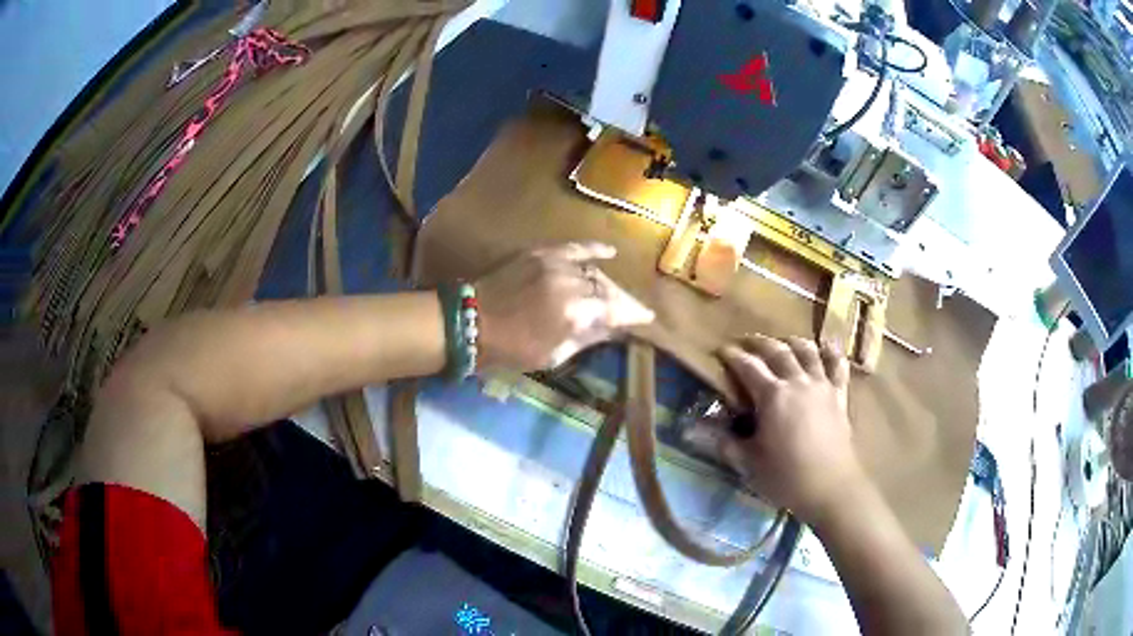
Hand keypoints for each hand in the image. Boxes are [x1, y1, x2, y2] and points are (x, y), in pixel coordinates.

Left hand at [474, 242, 654, 371]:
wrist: (470, 321)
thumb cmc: (511, 349)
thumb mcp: (553, 355)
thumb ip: (587, 338)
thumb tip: (613, 328)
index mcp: (575, 313)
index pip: (617, 309)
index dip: (634, 314)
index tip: (646, 318)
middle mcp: (571, 284)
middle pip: (607, 288)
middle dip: (621, 300)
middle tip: (628, 310)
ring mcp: (555, 264)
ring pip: (593, 271)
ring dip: (606, 282)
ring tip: (613, 292)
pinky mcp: (541, 254)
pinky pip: (574, 247)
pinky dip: (593, 249)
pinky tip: (609, 251)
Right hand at [694, 334, 868, 526]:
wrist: (831, 487)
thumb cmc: (786, 477)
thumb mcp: (748, 463)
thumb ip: (722, 442)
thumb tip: (690, 428)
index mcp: (772, 396)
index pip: (747, 366)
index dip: (732, 355)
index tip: (720, 350)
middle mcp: (797, 382)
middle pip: (777, 352)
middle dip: (759, 343)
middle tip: (746, 343)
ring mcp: (822, 386)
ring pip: (808, 352)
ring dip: (793, 342)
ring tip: (784, 342)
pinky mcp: (840, 396)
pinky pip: (838, 366)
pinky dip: (833, 353)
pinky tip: (828, 345)